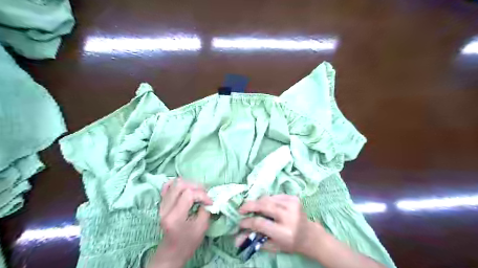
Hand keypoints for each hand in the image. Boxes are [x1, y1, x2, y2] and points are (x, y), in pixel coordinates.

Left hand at [148, 178, 210, 267]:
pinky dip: (178, 184)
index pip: (189, 194)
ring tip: (197, 191)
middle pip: (180, 184)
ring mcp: (161, 205)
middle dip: (196, 186)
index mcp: (174, 217)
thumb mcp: (202, 227)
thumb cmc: (188, 242)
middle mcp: (165, 208)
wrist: (172, 252)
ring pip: (174, 183)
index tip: (210, 202)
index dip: (202, 195)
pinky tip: (186, 189)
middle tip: (204, 194)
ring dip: (189, 184)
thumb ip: (205, 209)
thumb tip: (207, 197)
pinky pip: (167, 186)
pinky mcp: (162, 203)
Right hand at [235, 195, 320, 255]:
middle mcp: (289, 217)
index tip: (240, 223)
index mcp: (284, 232)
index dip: (247, 222)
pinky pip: (274, 196)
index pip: (260, 223)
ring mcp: (293, 205)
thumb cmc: (289, 243)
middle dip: (249, 206)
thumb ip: (255, 241)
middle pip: (264, 206)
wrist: (309, 235)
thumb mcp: (273, 246)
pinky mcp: (294, 198)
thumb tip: (235, 239)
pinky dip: (267, 200)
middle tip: (241, 209)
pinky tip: (266, 205)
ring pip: (268, 199)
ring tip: (252, 208)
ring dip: (257, 202)